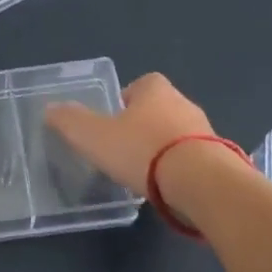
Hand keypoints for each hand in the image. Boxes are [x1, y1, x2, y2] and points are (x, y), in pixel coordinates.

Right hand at [44, 72, 245, 199]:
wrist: (202, 183)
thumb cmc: (143, 150)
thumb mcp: (94, 136)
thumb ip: (71, 122)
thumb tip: (50, 109)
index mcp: (155, 90)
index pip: (142, 83)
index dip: (127, 98)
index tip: (113, 119)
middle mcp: (184, 104)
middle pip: (161, 108)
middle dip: (145, 124)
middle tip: (124, 147)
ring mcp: (206, 132)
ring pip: (179, 134)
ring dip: (165, 148)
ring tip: (145, 172)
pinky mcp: (221, 160)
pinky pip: (195, 159)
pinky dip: (181, 169)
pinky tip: (167, 188)